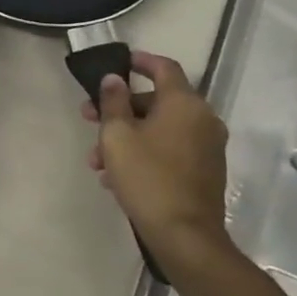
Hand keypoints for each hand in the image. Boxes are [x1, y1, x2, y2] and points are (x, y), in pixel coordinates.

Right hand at [80, 50, 230, 270]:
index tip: (119, 61)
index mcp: (184, 103)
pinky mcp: (205, 170)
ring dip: (127, 136)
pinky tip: (116, 176)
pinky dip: (145, 152)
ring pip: (160, 129)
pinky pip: (170, 149)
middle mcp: (202, 119)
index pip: (164, 67)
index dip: (140, 61)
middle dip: (120, 109)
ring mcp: (207, 146)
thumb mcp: (118, 136)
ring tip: (97, 160)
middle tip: (89, 118)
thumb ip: (113, 102)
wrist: (184, 235)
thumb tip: (114, 79)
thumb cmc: (147, 177)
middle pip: (157, 101)